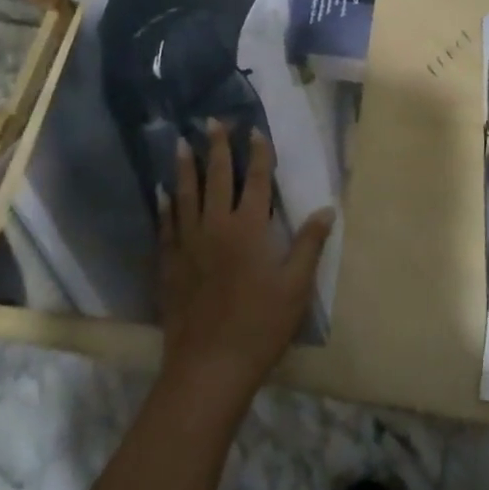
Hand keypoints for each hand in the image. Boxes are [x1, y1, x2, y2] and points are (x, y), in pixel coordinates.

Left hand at [157, 119, 334, 407]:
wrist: (208, 368)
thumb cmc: (260, 326)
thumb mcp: (296, 287)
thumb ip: (309, 244)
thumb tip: (326, 209)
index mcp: (249, 228)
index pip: (255, 180)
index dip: (257, 153)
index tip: (255, 130)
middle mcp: (216, 226)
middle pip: (216, 177)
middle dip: (217, 147)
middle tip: (212, 121)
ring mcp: (189, 244)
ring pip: (186, 196)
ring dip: (184, 168)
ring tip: (180, 143)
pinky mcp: (170, 265)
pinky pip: (166, 227)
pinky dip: (165, 208)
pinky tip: (161, 194)